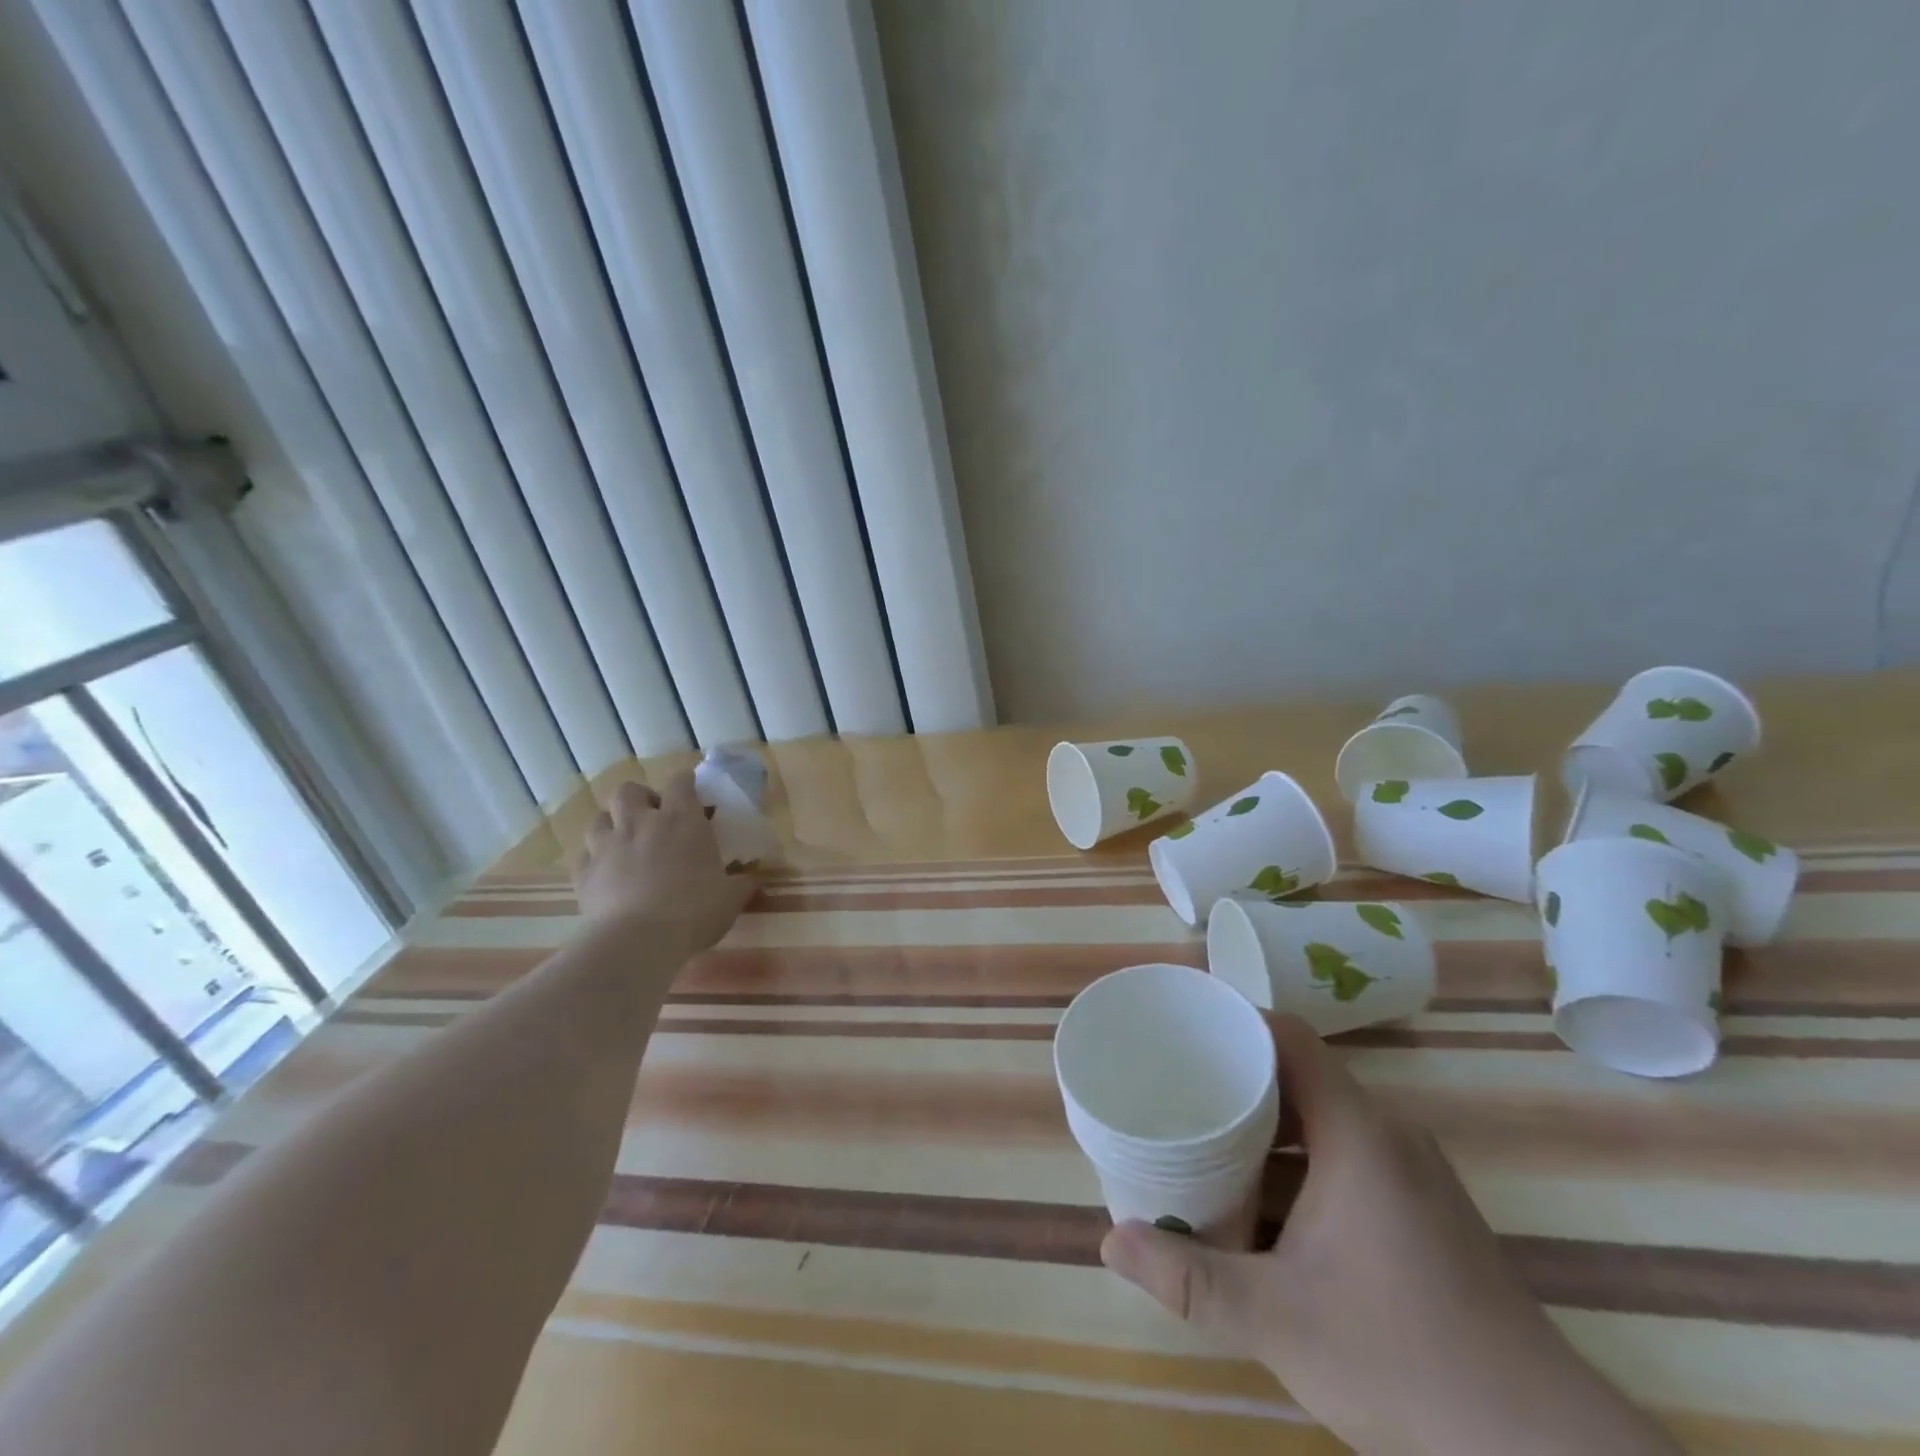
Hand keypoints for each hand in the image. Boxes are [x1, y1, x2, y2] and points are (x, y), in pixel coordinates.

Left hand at [573, 774, 757, 955]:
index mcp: (682, 821)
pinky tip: (606, 874)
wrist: (637, 941)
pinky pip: (585, 855)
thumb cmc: (693, 911)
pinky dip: (595, 859)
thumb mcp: (730, 899)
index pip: (681, 782)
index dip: (685, 782)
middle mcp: (641, 823)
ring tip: (625, 843)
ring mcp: (607, 846)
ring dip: (612, 825)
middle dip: (640, 798)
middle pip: (629, 790)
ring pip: (600, 818)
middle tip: (653, 818)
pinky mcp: (584, 873)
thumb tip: (754, 877)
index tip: (692, 792)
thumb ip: (743, 883)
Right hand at [1100, 1015, 1677, 1454]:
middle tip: (1173, 1089)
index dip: (1234, 1020)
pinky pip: (1343, 1157)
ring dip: (1263, 1129)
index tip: (1180, 1028)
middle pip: (1297, 1075)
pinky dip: (1295, 1165)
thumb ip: (1190, 1277)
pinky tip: (1259, 1206)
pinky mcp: (1422, 1213)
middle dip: (1233, 1080)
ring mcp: (1410, 1175)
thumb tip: (1108, 1240)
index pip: (1288, 1037)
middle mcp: (1386, 1136)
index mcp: (1357, 1132)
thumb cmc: (1405, 1363)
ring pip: (1320, 1122)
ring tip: (1201, 1141)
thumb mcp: (1279, 1320)